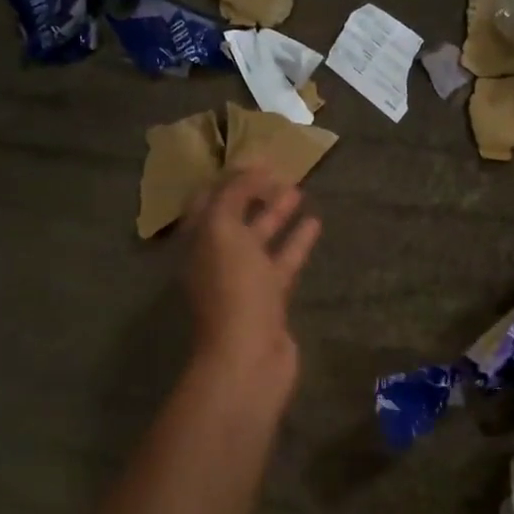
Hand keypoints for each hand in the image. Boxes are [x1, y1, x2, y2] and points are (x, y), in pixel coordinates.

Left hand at [183, 167, 320, 398]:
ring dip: (277, 214)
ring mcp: (244, 279)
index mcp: (198, 242)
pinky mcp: (271, 297)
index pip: (208, 200)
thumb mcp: (223, 231)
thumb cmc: (233, 289)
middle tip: (279, 170)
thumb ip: (233, 195)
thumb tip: (249, 170)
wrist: (250, 355)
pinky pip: (283, 261)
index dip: (228, 178)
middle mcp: (217, 258)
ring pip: (260, 239)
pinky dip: (297, 242)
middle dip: (253, 193)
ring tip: (299, 189)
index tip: (255, 159)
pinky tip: (315, 222)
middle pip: (234, 217)